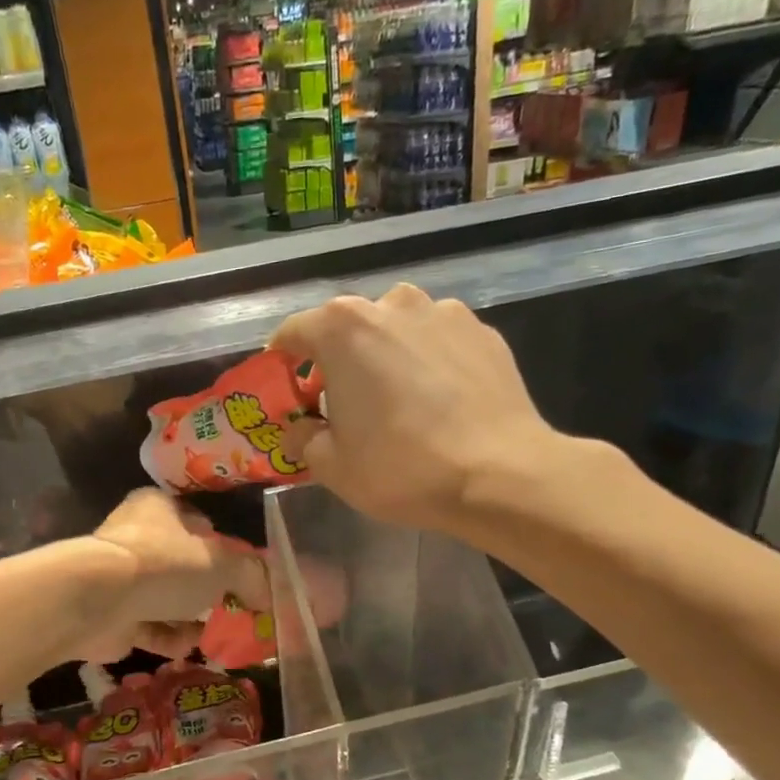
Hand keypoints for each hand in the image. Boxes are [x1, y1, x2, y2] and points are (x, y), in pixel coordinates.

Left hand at [73, 489, 270, 661]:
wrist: (97, 601)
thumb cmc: (163, 565)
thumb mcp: (222, 563)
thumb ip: (251, 576)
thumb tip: (267, 596)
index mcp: (159, 507)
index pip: (200, 524)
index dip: (225, 549)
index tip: (244, 576)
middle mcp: (137, 537)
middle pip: (184, 565)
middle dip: (209, 591)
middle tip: (235, 611)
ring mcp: (121, 577)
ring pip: (167, 599)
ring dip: (191, 618)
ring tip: (217, 635)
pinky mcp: (112, 614)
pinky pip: (150, 626)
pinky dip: (170, 638)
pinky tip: (189, 648)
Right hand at [271, 284, 560, 531]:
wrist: (499, 474)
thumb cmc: (400, 467)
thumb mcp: (331, 466)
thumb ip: (302, 437)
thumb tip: (299, 428)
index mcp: (342, 329)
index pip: (292, 333)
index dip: (281, 362)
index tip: (284, 389)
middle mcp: (391, 304)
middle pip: (347, 327)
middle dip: (337, 360)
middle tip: (342, 403)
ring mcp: (443, 313)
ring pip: (397, 329)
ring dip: (386, 356)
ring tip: (396, 400)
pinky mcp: (483, 332)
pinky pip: (438, 342)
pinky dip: (427, 363)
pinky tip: (438, 403)